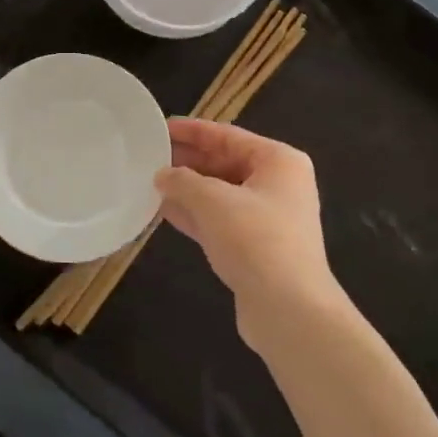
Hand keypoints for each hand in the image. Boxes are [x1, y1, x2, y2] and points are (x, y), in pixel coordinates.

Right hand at [157, 119, 347, 345]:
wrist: (288, 309)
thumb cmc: (255, 240)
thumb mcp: (213, 201)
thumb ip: (183, 181)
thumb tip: (163, 175)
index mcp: (278, 161)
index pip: (228, 135)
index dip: (192, 131)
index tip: (160, 127)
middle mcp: (278, 184)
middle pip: (225, 162)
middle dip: (188, 160)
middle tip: (149, 155)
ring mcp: (268, 218)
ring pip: (220, 193)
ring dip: (188, 188)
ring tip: (150, 180)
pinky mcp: (255, 247)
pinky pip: (219, 220)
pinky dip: (194, 214)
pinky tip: (163, 210)